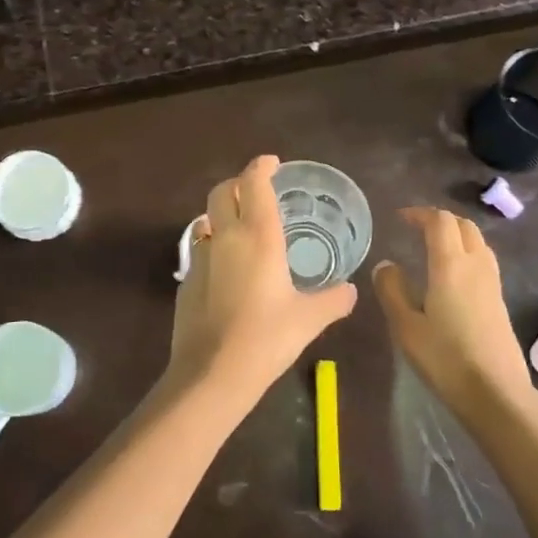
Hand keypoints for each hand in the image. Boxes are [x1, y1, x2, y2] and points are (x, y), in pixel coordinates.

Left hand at [168, 155, 357, 403]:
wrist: (212, 374)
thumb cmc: (266, 338)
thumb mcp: (309, 319)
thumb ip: (333, 300)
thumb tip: (351, 291)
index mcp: (258, 236)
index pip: (254, 183)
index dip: (261, 166)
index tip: (272, 163)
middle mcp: (226, 237)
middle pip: (222, 191)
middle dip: (237, 184)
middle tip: (256, 191)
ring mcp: (201, 258)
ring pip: (207, 220)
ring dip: (222, 215)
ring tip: (242, 229)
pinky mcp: (186, 280)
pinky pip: (200, 250)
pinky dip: (214, 247)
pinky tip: (227, 270)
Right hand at [373, 207, 530, 412]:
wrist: (496, 393)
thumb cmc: (445, 359)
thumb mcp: (406, 327)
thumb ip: (392, 290)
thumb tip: (386, 264)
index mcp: (450, 265)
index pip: (440, 221)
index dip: (419, 213)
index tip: (399, 218)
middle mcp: (475, 265)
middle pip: (463, 225)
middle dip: (439, 220)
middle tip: (416, 228)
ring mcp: (492, 282)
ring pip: (477, 241)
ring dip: (456, 234)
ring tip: (433, 246)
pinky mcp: (499, 300)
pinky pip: (483, 260)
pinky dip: (466, 252)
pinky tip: (452, 274)